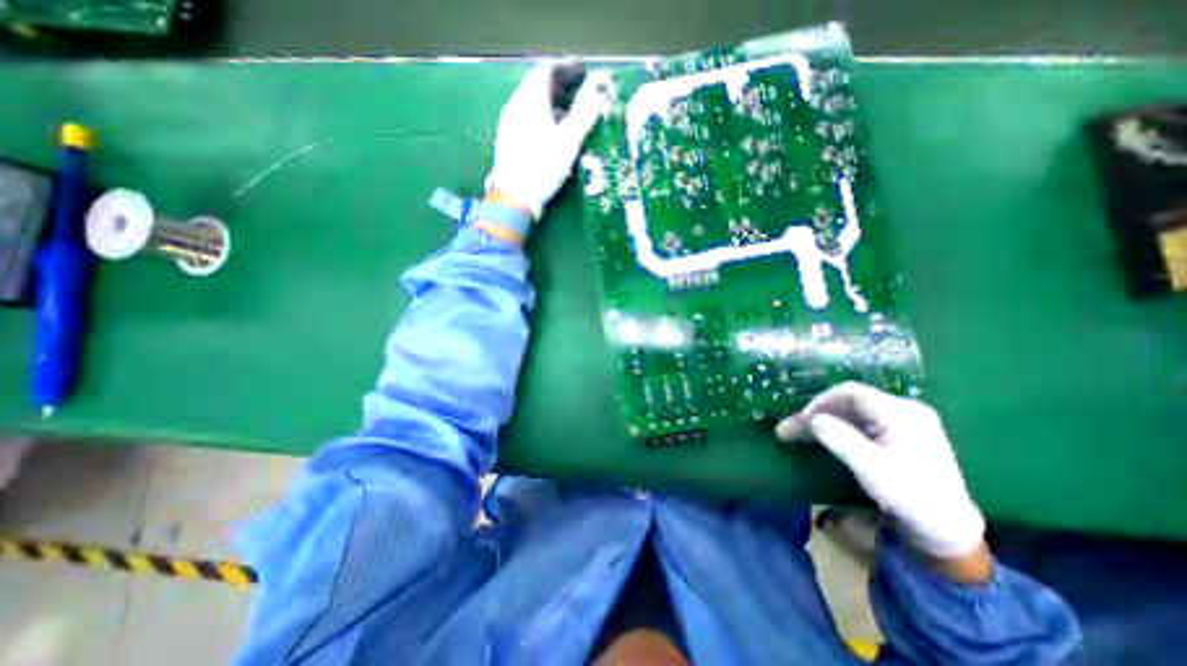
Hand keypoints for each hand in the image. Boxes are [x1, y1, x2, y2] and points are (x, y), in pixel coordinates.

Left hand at [485, 60, 611, 217]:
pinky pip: (525, 116)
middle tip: (576, 88)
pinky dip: (540, 115)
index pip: (547, 71)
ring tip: (566, 111)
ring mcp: (509, 122)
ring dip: (549, 101)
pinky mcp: (507, 138)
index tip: (582, 70)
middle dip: (558, 83)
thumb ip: (584, 116)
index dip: (566, 67)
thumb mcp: (568, 141)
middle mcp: (516, 104)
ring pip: (530, 101)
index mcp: (531, 99)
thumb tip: (599, 96)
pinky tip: (549, 130)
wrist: (514, 195)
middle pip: (537, 84)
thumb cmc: (543, 166)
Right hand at [781, 383, 983, 565]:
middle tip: (789, 430)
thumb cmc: (910, 497)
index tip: (799, 421)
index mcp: (900, 412)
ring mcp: (901, 422)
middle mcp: (902, 410)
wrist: (947, 531)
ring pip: (850, 412)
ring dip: (822, 422)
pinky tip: (820, 439)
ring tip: (797, 435)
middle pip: (847, 402)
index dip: (819, 402)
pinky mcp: (897, 435)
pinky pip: (858, 423)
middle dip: (816, 414)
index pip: (849, 393)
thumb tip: (811, 419)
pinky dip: (836, 429)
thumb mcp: (871, 468)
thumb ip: (840, 439)